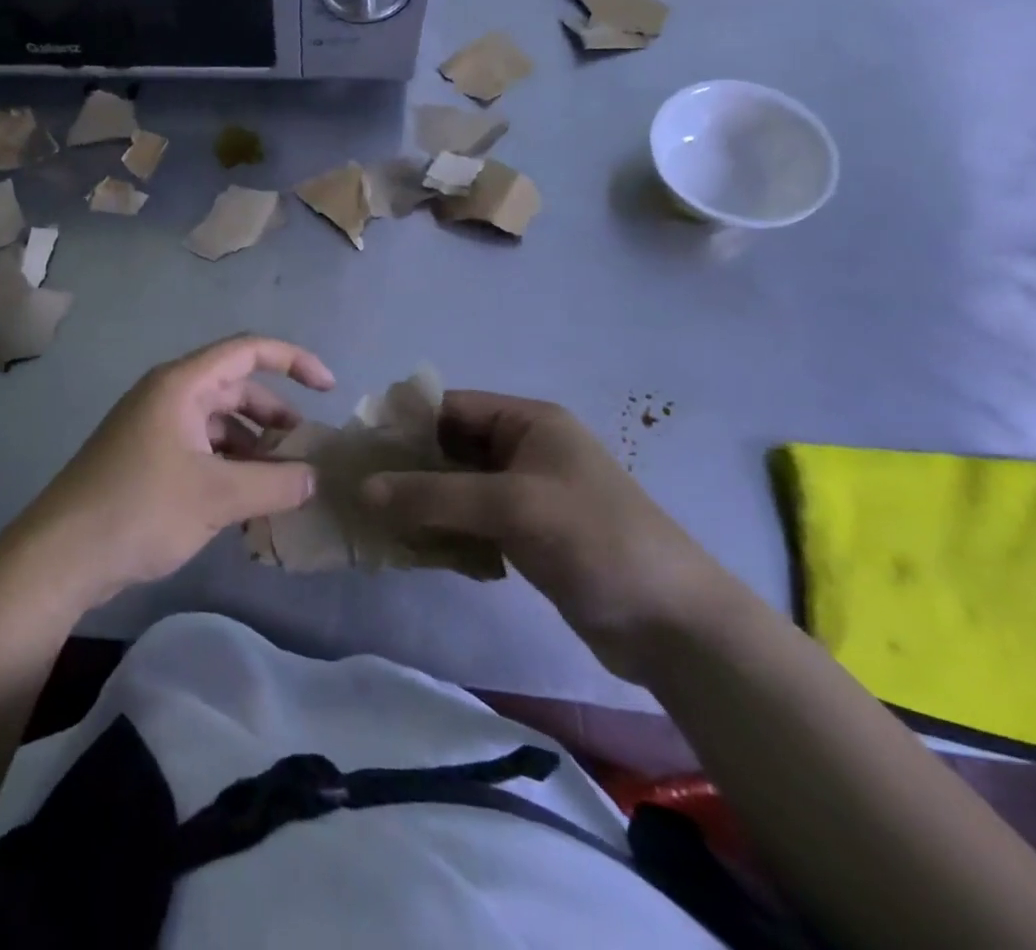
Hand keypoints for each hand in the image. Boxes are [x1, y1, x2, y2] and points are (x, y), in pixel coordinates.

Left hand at [17, 336, 334, 609]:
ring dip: (253, 449)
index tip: (329, 389)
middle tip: (306, 453)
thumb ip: (274, 484)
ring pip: (219, 425)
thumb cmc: (140, 509)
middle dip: (275, 417)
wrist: (62, 554)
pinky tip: (248, 503)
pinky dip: (229, 468)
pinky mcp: (147, 459)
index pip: (247, 351)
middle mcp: (168, 396)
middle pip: (235, 390)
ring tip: (283, 486)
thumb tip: (313, 477)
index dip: (293, 361)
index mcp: (181, 385)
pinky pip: (201, 450)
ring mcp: (155, 428)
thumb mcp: (216, 496)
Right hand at [361, 391, 730, 678]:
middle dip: (408, 469)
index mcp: (528, 422)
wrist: (675, 627)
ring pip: (456, 488)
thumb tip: (363, 488)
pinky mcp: (526, 534)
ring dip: (422, 504)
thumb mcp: (511, 507)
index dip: (404, 424)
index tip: (360, 449)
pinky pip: (471, 521)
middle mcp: (524, 450)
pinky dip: (444, 531)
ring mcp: (526, 494)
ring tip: (379, 522)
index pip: (450, 408)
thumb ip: (434, 495)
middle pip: (449, 448)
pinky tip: (418, 550)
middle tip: (360, 490)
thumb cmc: (595, 540)